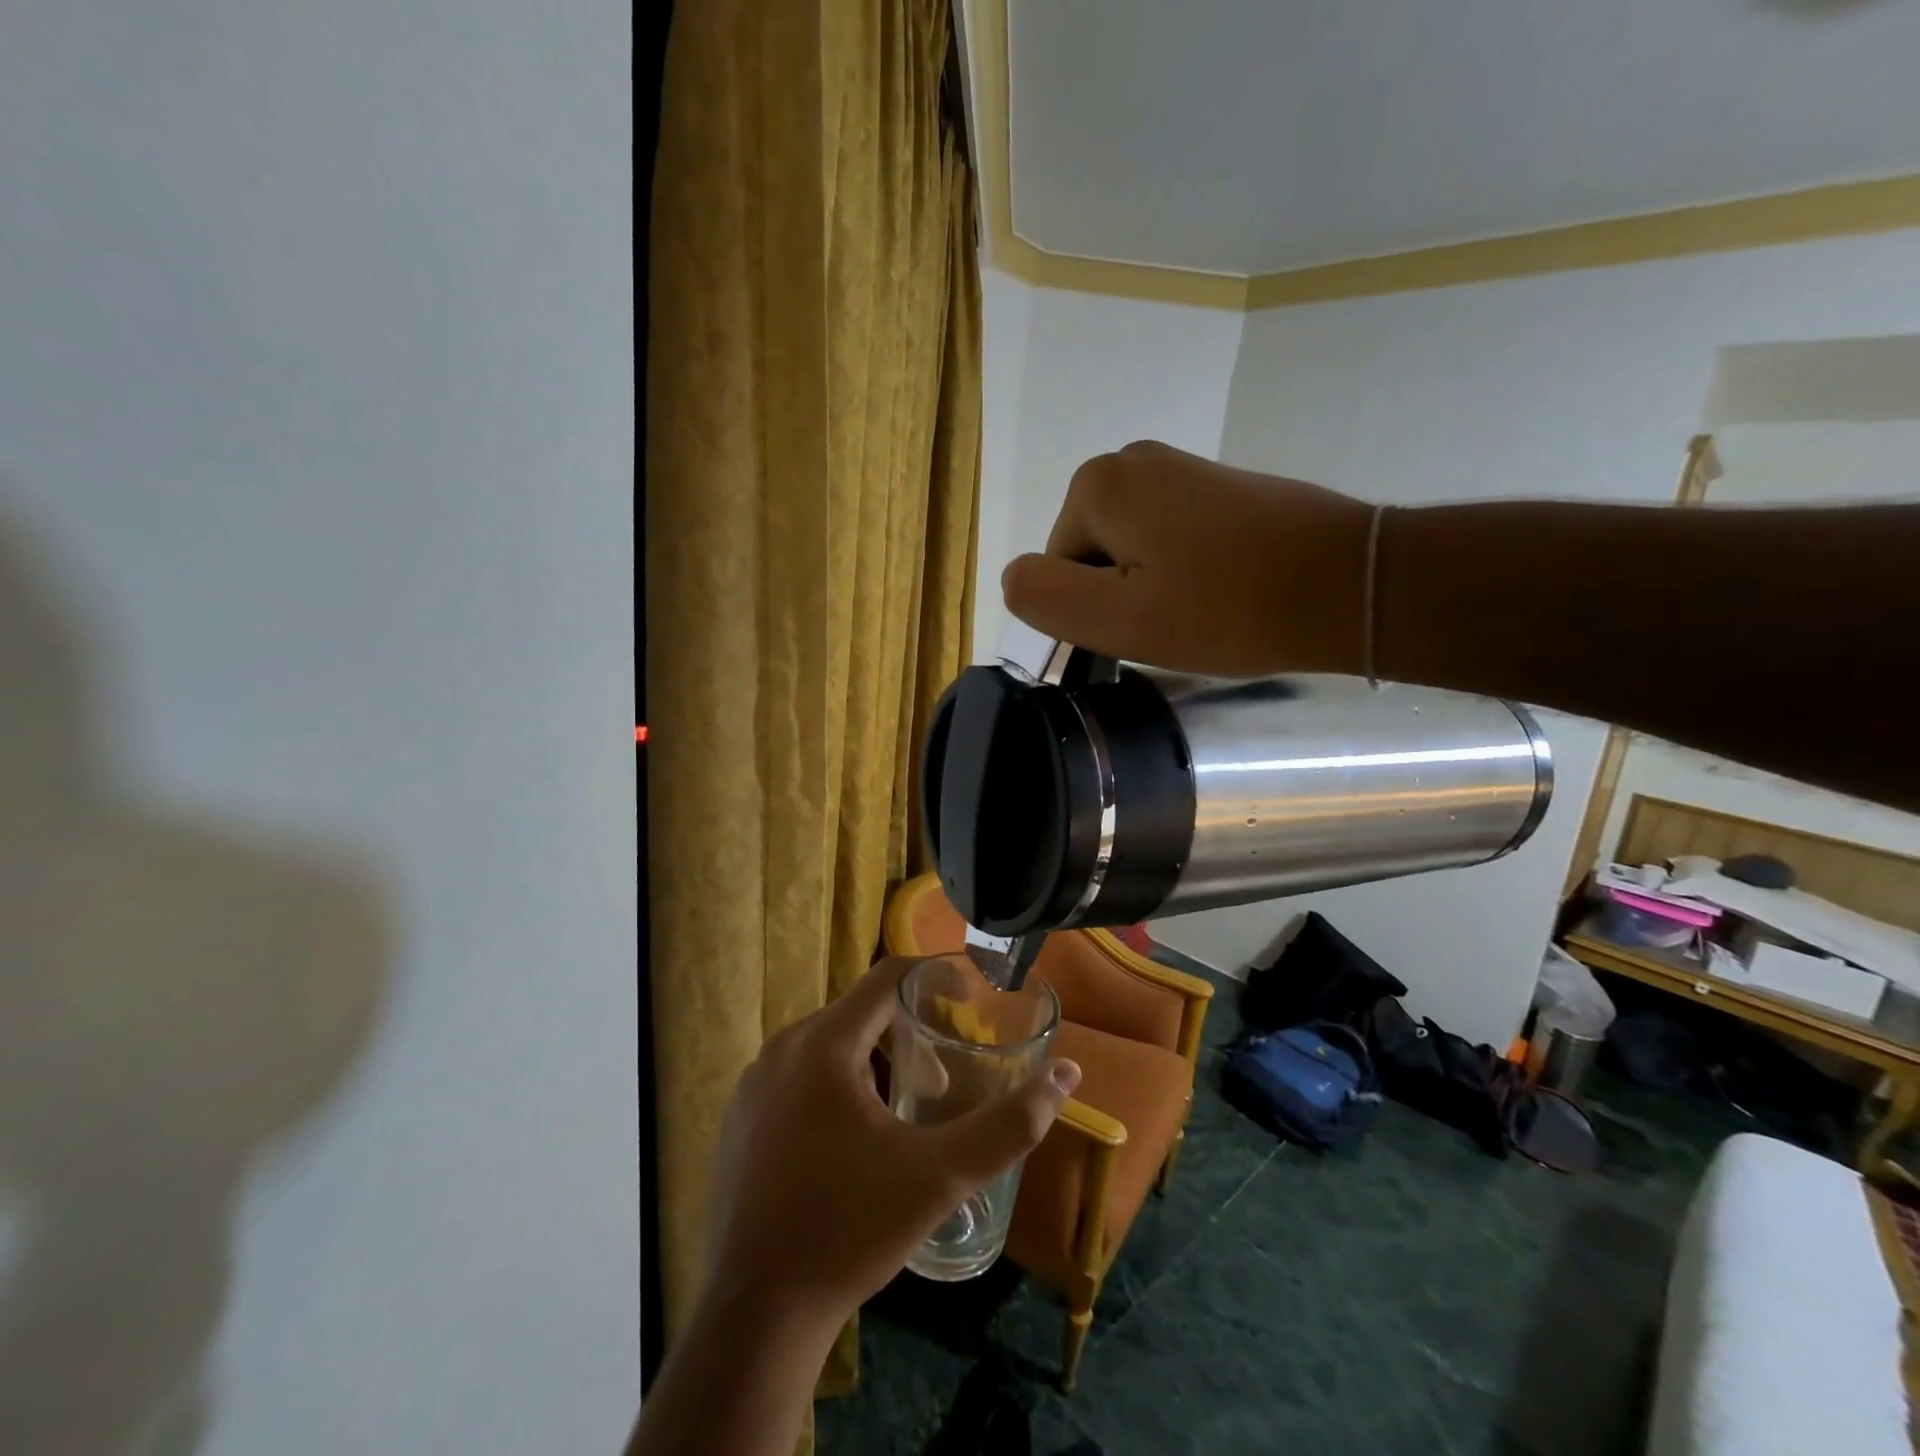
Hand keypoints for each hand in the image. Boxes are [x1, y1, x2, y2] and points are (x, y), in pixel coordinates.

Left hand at [700, 957, 1080, 1331]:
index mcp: (823, 1044)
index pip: (889, 976)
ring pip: (830, 1045)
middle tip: (947, 1074)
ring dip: (876, 1060)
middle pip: (861, 1012)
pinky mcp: (740, 1118)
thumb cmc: (848, 1232)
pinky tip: (857, 1141)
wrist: (755, 1319)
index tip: (974, 997)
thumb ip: (1009, 1125)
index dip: (938, 974)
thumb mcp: (940, 1176)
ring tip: (909, 1110)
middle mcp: (781, 1049)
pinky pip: (801, 1075)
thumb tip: (1068, 1076)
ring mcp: (754, 1084)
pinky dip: (839, 1084)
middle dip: (910, 1030)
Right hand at [1000, 440, 1375, 677]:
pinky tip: (1222, 593)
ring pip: (1128, 552)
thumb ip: (1045, 598)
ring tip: (1202, 612)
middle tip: (1171, 627)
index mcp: (1098, 485)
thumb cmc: (1228, 609)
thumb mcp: (1119, 619)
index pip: (1054, 570)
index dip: (1088, 613)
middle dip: (1118, 597)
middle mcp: (1132, 460)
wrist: (1350, 584)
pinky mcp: (1218, 486)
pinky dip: (1182, 572)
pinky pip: (1168, 540)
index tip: (1138, 634)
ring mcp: (1180, 468)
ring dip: (1151, 588)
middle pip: (1089, 556)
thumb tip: (1014, 578)